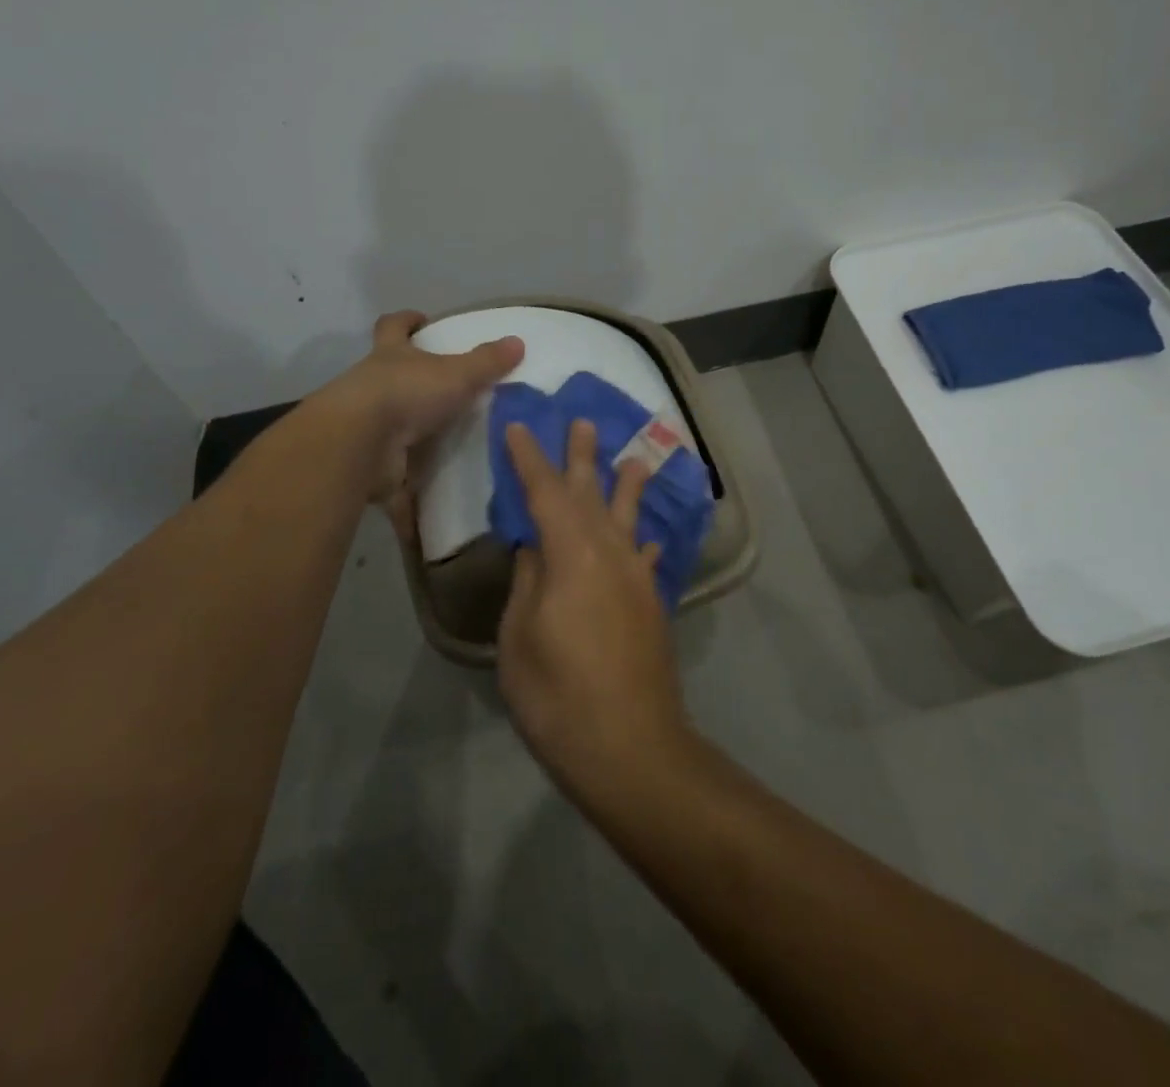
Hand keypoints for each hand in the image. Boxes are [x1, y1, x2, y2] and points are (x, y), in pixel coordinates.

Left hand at [323, 310, 523, 536]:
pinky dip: (406, 484)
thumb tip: (518, 341)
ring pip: (386, 421)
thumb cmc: (407, 393)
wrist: (361, 444)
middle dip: (407, 379)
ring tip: (442, 443)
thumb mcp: (456, 374)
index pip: (393, 326)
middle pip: (385, 374)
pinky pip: (390, 472)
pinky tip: (429, 494)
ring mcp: (365, 424)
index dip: (406, 321)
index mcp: (390, 355)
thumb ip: (487, 362)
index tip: (420, 320)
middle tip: (440, 389)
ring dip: (407, 430)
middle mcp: (371, 385)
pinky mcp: (367, 461)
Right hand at [498, 419, 691, 800]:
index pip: (545, 493)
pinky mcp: (652, 606)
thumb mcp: (520, 637)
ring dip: (626, 486)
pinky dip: (644, 544)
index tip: (518, 427)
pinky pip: (646, 560)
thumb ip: (527, 583)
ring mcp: (636, 580)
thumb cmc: (559, 695)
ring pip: (629, 519)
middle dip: (583, 457)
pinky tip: (648, 539)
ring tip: (634, 458)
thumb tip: (534, 547)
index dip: (530, 459)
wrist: (631, 748)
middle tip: (583, 421)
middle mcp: (610, 554)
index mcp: (572, 554)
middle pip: (592, 494)